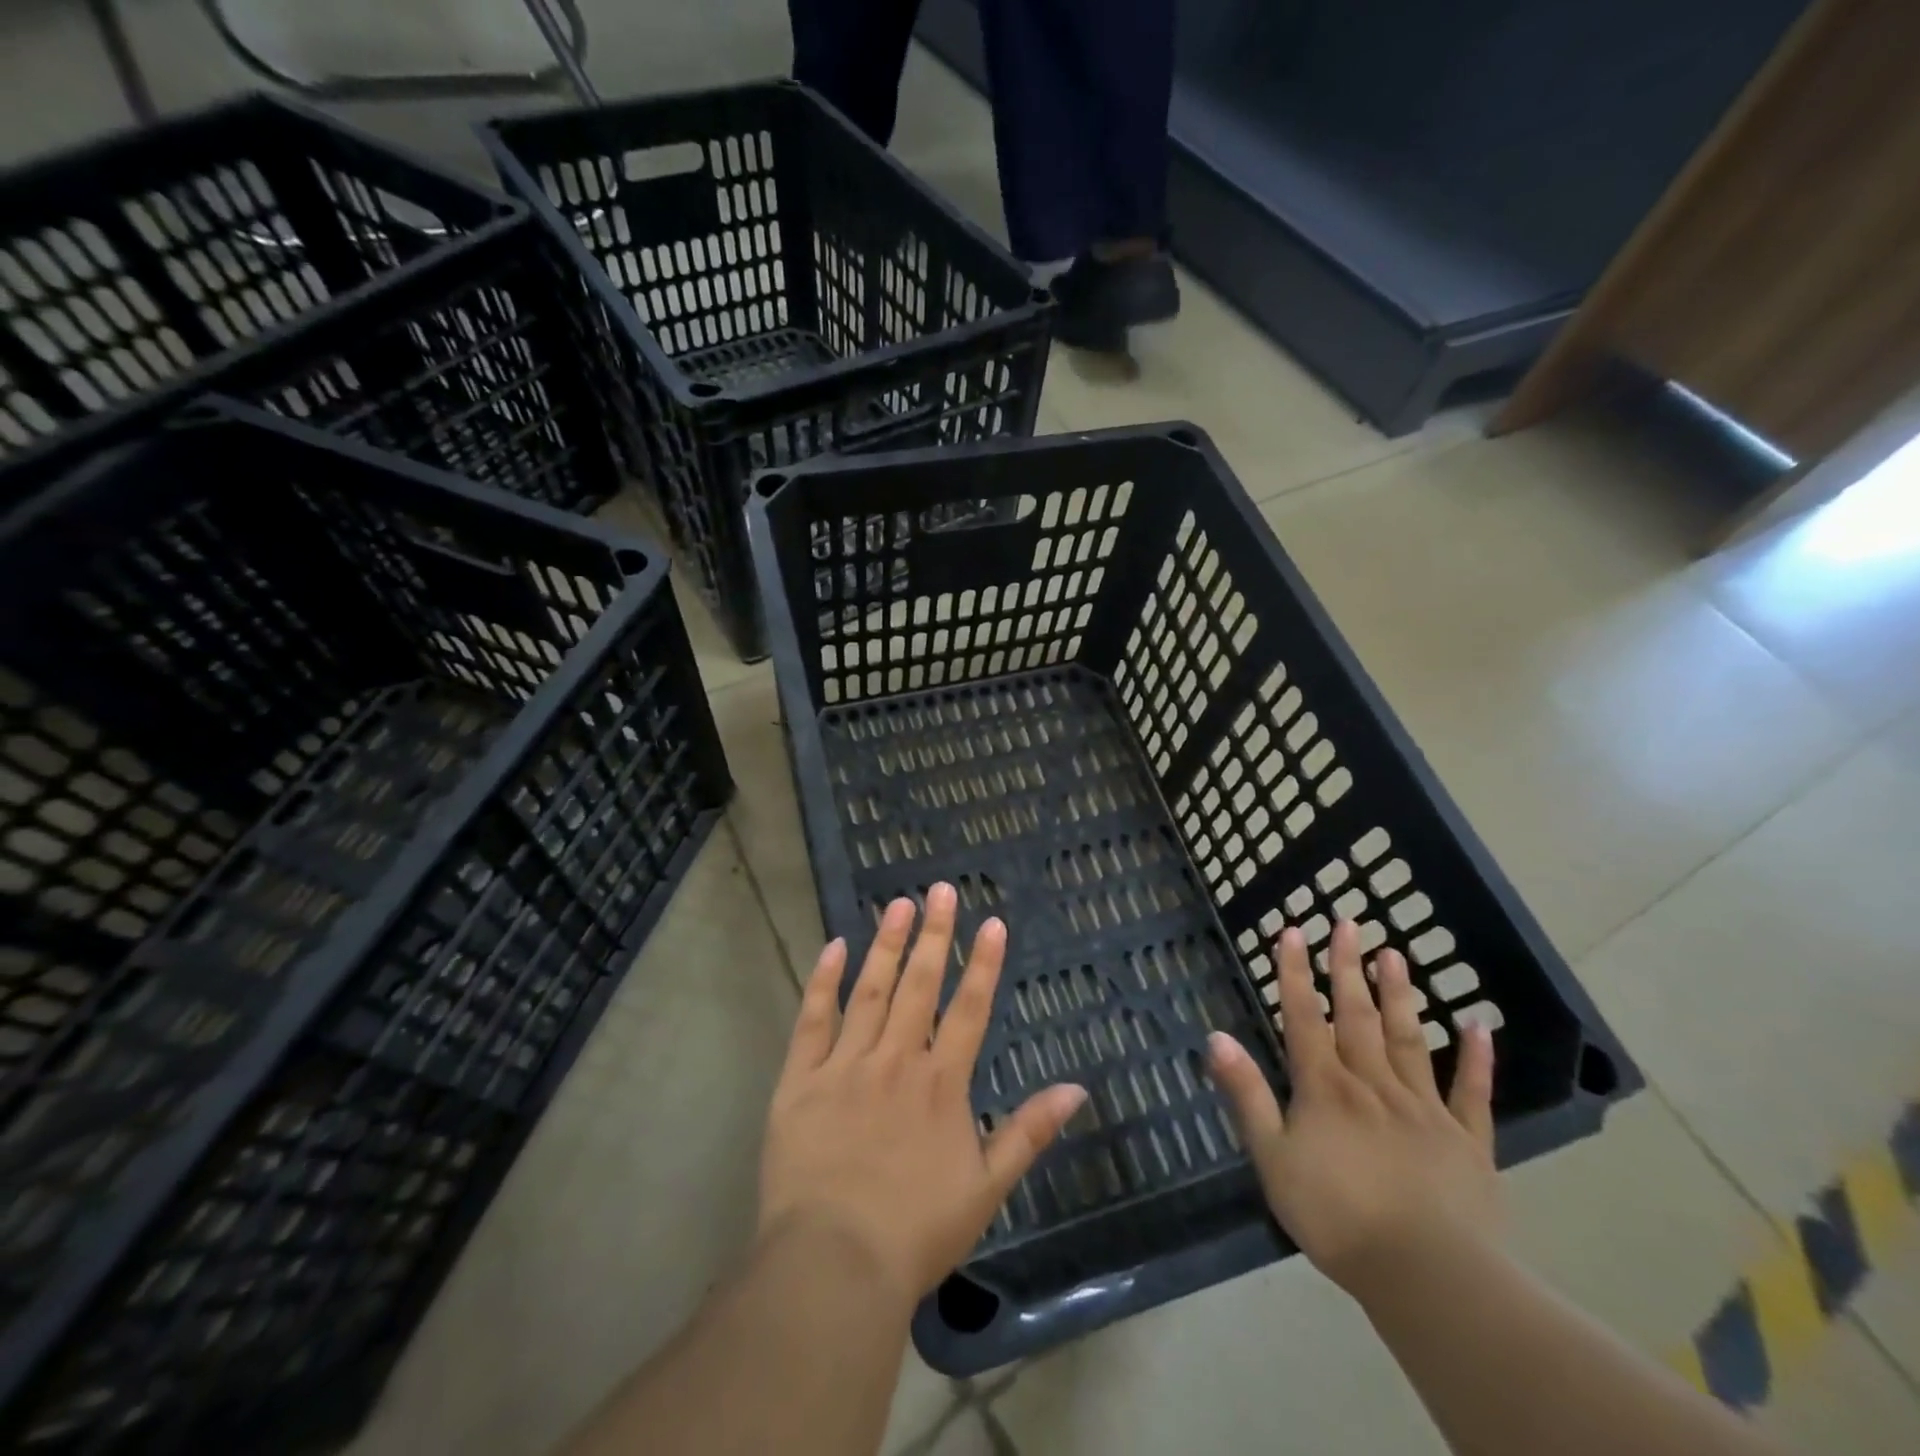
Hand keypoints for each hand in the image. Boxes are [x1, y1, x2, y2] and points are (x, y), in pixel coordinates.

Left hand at [758, 884, 1087, 1303]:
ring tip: (898, 904)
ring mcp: (846, 1065)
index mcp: (940, 1084)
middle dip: (934, 934)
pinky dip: (823, 982)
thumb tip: (1076, 1088)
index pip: (970, 1009)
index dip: (983, 963)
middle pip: (920, 985)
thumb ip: (1030, 1132)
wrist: (834, 1264)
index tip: (991, 922)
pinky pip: (813, 1020)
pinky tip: (834, 947)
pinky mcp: (802, 1079)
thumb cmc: (916, 1231)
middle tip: (941, 889)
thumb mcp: (987, 1187)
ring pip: (870, 991)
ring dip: (887, 945)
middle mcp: (896, 1060)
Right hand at [1207, 921, 1500, 1300]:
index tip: (1293, 929)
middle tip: (1348, 922)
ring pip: (1408, 1039)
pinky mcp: (1467, 1141)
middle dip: (1347, 967)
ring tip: (1395, 953)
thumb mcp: (1272, 1158)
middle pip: (1356, 1015)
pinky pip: (1471, 1092)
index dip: (1295, 972)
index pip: (1304, 1017)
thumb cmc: (1337, 1217)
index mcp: (1325, 1088)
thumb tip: (1216, 1036)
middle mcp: (1373, 1084)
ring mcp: (1424, 1108)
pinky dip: (1476, 1058)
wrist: (1429, 1276)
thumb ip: (1247, 1094)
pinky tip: (1479, 1025)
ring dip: (1399, 995)